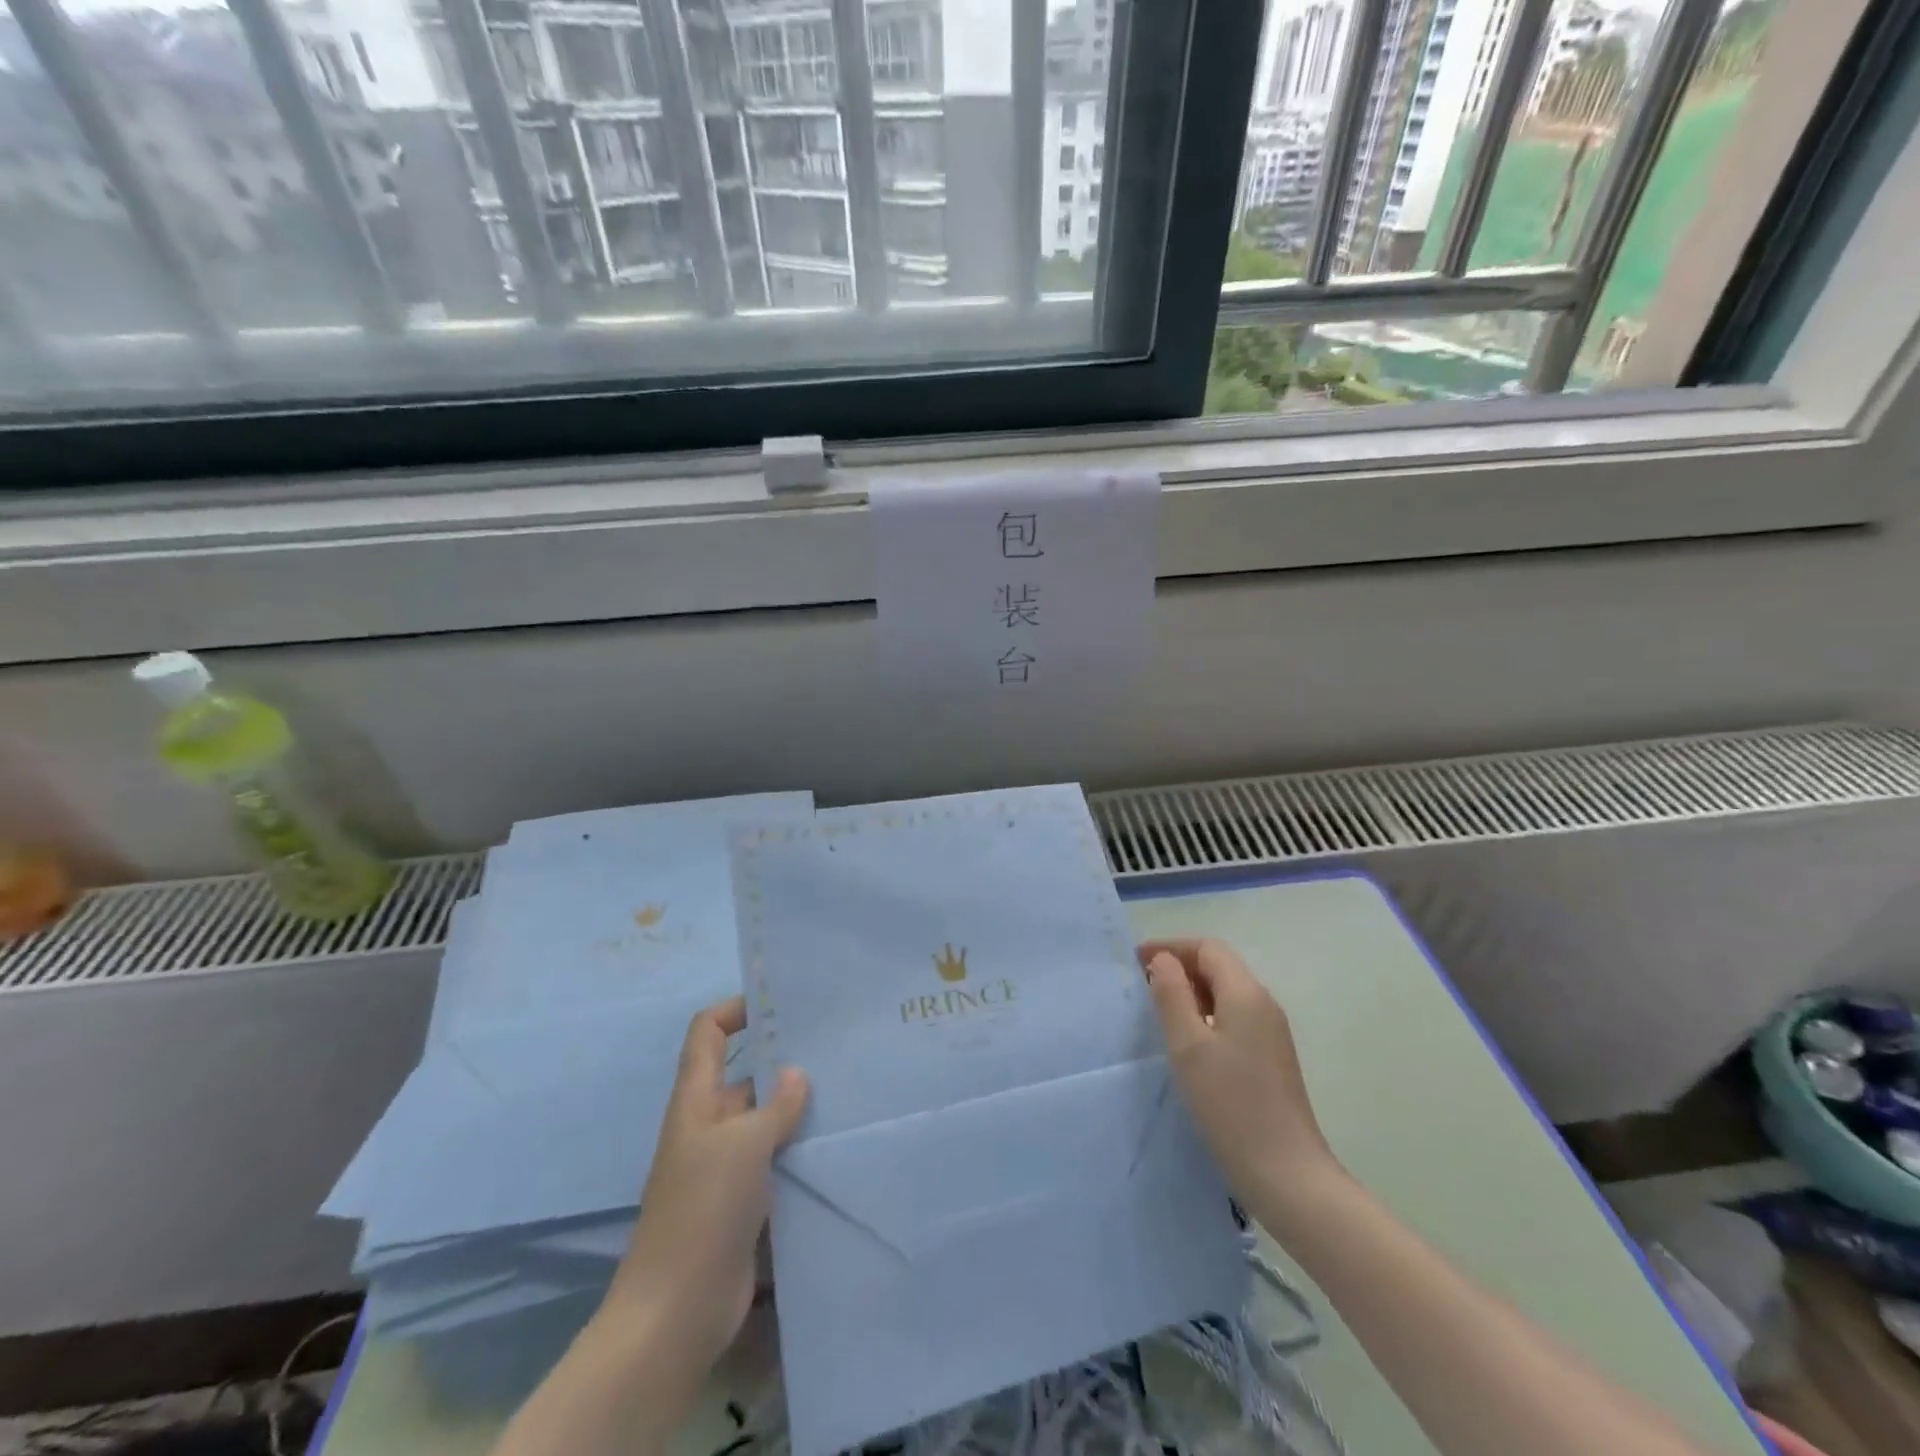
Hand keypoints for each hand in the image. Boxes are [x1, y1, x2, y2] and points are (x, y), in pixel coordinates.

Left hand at [601, 996, 807, 1386]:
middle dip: (781, 1057)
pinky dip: (798, 1145)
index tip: (779, 1002)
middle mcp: (708, 1123)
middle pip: (742, 1072)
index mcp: (696, 1099)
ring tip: (846, 1085)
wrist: (676, 1309)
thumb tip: (797, 1074)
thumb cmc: (703, 1208)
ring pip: (763, 1117)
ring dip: (795, 1104)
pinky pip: (773, 1156)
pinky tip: (835, 1140)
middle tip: (833, 1044)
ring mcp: (725, 1164)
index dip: (736, 1008)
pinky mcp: (742, 1199)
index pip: (707, 1032)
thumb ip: (776, 1105)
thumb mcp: (744, 1144)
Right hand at [1141, 938, 1341, 1218]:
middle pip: (1220, 966)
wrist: (1288, 1175)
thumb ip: (1171, 995)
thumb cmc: (1231, 1105)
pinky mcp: (1271, 1058)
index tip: (1136, 961)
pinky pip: (1234, 1017)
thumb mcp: (1188, 1046)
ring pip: (1227, 992)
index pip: (1208, 948)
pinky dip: (1206, 1014)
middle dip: (1180, 966)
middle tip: (1142, 983)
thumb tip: (1163, 960)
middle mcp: (1264, 1004)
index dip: (1171, 947)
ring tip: (1158, 1010)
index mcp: (1246, 993)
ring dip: (1192, 991)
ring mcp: (1271, 1032)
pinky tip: (1188, 1041)